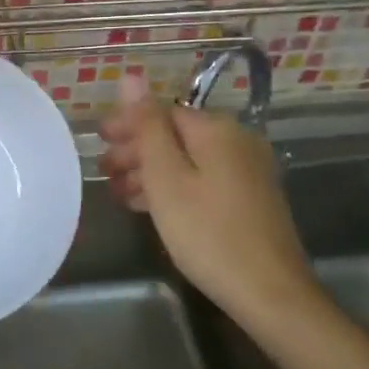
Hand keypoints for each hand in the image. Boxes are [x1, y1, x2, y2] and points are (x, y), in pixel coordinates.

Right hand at [99, 74, 320, 326]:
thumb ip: (147, 125)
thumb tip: (131, 75)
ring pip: (188, 160)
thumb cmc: (207, 232)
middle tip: (103, 171)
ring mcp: (247, 171)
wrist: (270, 293)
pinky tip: (152, 208)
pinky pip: (203, 180)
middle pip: (176, 134)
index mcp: (216, 129)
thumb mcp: (166, 177)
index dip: (128, 124)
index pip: (162, 111)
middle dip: (137, 149)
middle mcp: (237, 141)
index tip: (98, 143)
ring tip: (119, 193)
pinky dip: (175, 188)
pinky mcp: (251, 199)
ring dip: (152, 172)